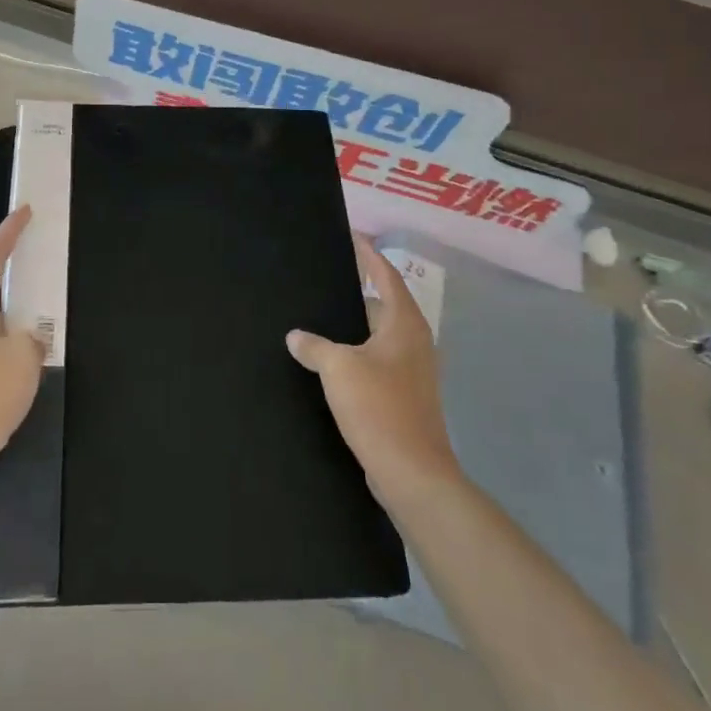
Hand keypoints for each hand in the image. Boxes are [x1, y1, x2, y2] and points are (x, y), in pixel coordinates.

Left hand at [0, 206, 44, 516]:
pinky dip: (19, 350)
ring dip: (22, 317)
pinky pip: (0, 354)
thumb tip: (31, 341)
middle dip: (18, 274)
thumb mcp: (21, 358)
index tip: (25, 211)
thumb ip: (33, 340)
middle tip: (45, 262)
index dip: (9, 232)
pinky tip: (38, 364)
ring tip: (51, 315)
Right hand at [288, 234, 463, 512]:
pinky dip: (358, 351)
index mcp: (404, 323)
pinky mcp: (406, 395)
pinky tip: (332, 360)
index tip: (351, 237)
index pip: (386, 275)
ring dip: (356, 324)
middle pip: (385, 302)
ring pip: (380, 334)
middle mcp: (414, 341)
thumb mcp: (338, 369)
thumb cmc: (379, 408)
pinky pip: (379, 359)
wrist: (412, 474)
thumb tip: (296, 336)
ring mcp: (413, 370)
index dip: (369, 255)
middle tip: (326, 275)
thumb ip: (314, 346)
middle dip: (359, 288)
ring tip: (322, 315)